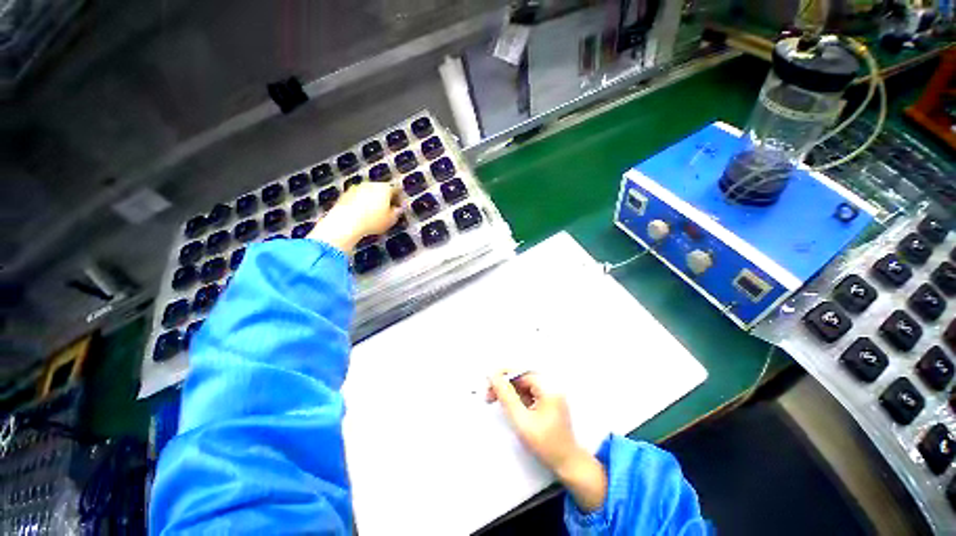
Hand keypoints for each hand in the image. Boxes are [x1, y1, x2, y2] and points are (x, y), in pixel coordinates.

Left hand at [307, 182, 401, 252]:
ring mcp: (356, 188)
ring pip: (369, 193)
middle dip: (385, 199)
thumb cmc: (372, 222)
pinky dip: (361, 204)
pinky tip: (361, 215)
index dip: (399, 199)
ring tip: (373, 214)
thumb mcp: (391, 220)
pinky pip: (357, 198)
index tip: (399, 207)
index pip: (396, 190)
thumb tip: (398, 209)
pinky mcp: (345, 194)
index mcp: (385, 188)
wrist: (345, 223)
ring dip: (372, 201)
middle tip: (387, 211)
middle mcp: (371, 184)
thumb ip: (397, 213)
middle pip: (382, 189)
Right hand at [487, 372, 578, 472]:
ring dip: (510, 392)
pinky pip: (529, 393)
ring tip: (496, 401)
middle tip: (489, 394)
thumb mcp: (521, 420)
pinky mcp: (549, 401)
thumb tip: (494, 377)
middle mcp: (551, 386)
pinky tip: (511, 407)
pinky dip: (518, 398)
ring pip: (524, 385)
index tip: (488, 383)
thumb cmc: (546, 444)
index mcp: (548, 387)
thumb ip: (506, 396)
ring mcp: (551, 394)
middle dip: (504, 384)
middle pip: (522, 378)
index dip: (503, 376)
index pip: (520, 372)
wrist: (568, 464)